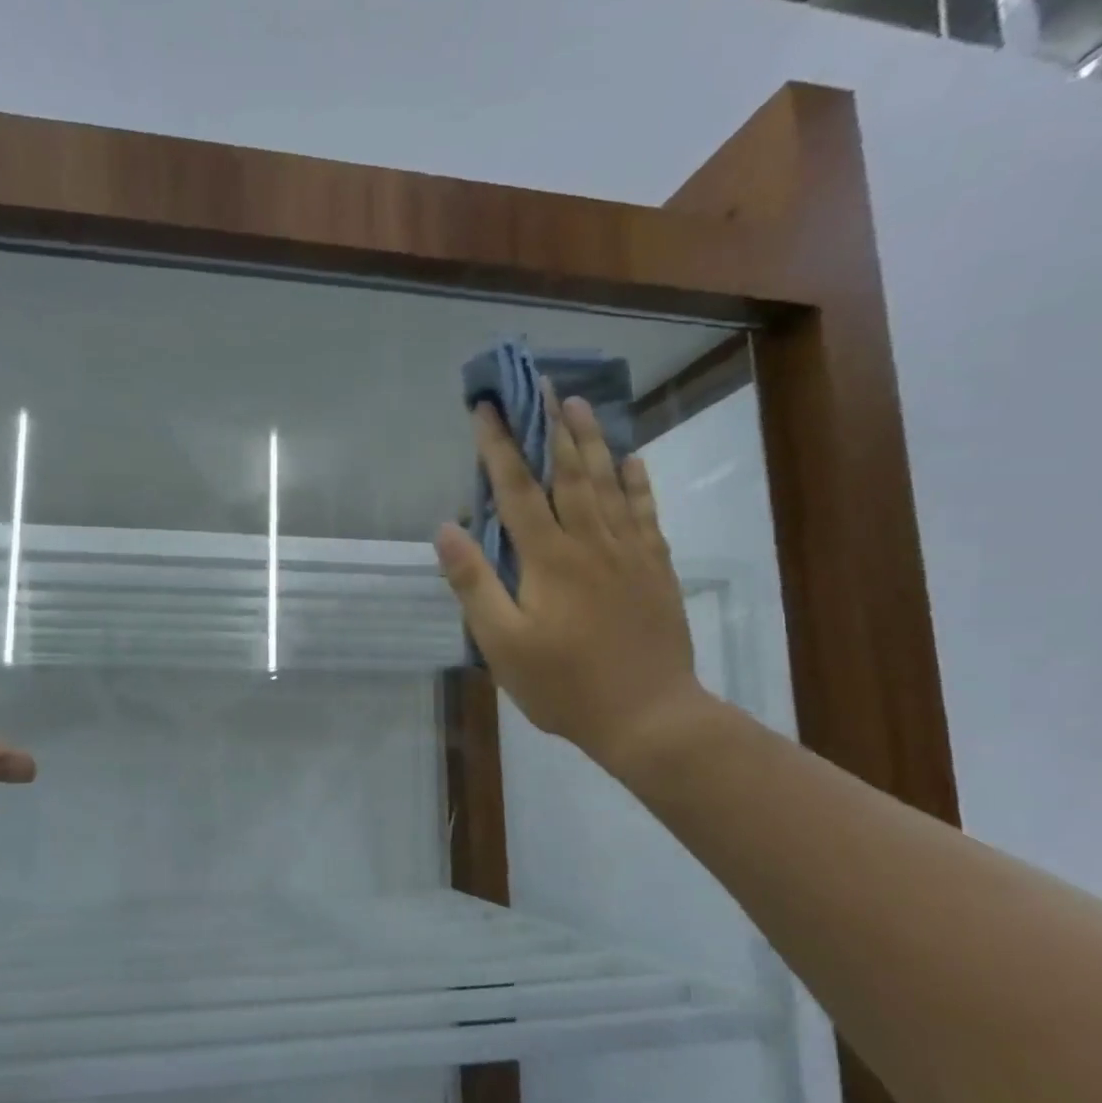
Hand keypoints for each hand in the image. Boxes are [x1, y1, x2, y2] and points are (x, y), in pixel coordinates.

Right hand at [434, 386, 710, 780]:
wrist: (648, 715)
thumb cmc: (563, 684)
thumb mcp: (502, 643)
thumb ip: (474, 583)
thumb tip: (446, 528)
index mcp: (548, 558)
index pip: (516, 490)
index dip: (498, 447)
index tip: (485, 408)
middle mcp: (590, 542)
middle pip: (568, 472)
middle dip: (549, 426)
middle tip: (539, 386)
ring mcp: (629, 552)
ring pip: (608, 483)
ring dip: (591, 440)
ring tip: (578, 404)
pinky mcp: (655, 568)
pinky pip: (645, 512)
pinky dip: (637, 482)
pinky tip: (632, 460)